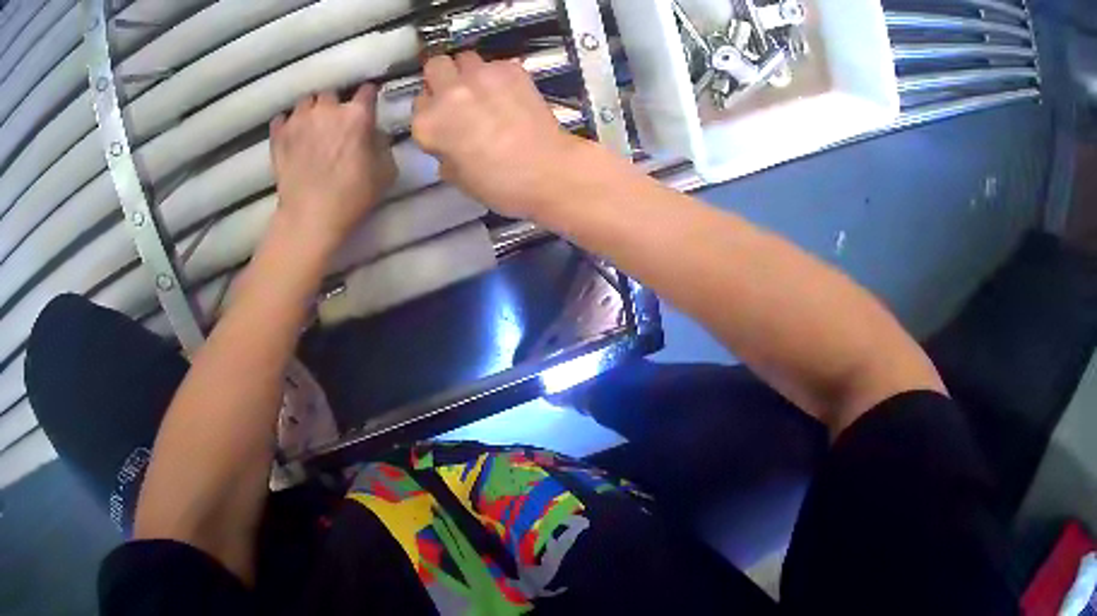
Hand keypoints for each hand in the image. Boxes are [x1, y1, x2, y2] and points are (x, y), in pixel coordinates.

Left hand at [270, 84, 397, 252]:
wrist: (310, 217)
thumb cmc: (353, 196)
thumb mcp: (386, 172)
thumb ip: (382, 144)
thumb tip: (373, 133)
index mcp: (357, 115)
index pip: (367, 90)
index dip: (368, 96)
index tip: (368, 104)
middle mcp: (327, 109)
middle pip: (332, 93)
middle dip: (335, 103)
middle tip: (335, 121)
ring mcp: (299, 120)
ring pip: (306, 101)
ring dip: (311, 110)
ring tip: (311, 126)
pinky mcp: (279, 136)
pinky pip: (281, 119)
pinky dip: (286, 123)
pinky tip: (291, 134)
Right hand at [412, 52, 586, 218]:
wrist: (547, 170)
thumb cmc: (499, 183)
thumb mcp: (456, 176)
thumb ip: (443, 150)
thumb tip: (448, 143)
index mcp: (428, 123)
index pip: (418, 103)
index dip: (432, 111)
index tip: (445, 120)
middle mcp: (449, 92)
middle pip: (435, 66)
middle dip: (442, 77)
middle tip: (458, 95)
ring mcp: (480, 76)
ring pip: (465, 58)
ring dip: (469, 71)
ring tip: (484, 90)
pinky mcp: (510, 69)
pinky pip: (495, 64)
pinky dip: (498, 75)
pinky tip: (510, 94)